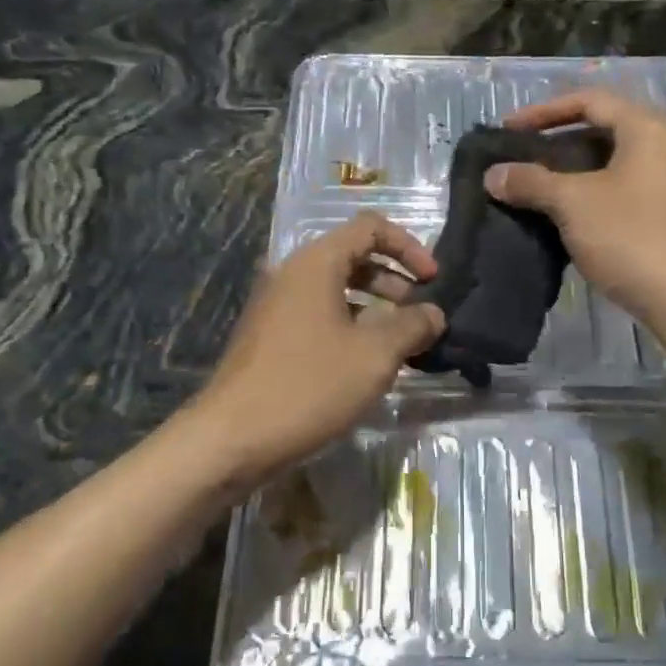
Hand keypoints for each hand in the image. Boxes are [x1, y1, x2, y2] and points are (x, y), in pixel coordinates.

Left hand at [190, 213, 444, 483]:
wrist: (231, 439)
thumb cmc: (308, 386)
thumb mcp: (374, 355)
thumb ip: (412, 326)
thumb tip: (434, 314)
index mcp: (316, 263)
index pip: (370, 227)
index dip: (408, 246)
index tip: (433, 280)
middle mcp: (293, 273)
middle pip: (353, 255)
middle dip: (394, 277)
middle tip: (421, 312)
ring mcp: (277, 305)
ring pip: (336, 287)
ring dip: (375, 304)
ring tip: (401, 339)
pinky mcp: (270, 335)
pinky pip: (319, 313)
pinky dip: (351, 323)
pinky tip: (367, 360)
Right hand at [485, 89, 665, 323]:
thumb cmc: (633, 237)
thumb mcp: (573, 203)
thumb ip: (530, 181)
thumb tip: (492, 174)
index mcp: (647, 128)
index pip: (589, 101)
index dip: (543, 112)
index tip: (508, 131)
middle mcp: (664, 148)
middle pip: (600, 132)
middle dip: (554, 146)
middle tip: (517, 162)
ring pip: (608, 167)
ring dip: (568, 177)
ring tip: (530, 192)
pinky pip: (618, 194)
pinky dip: (587, 200)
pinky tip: (559, 221)